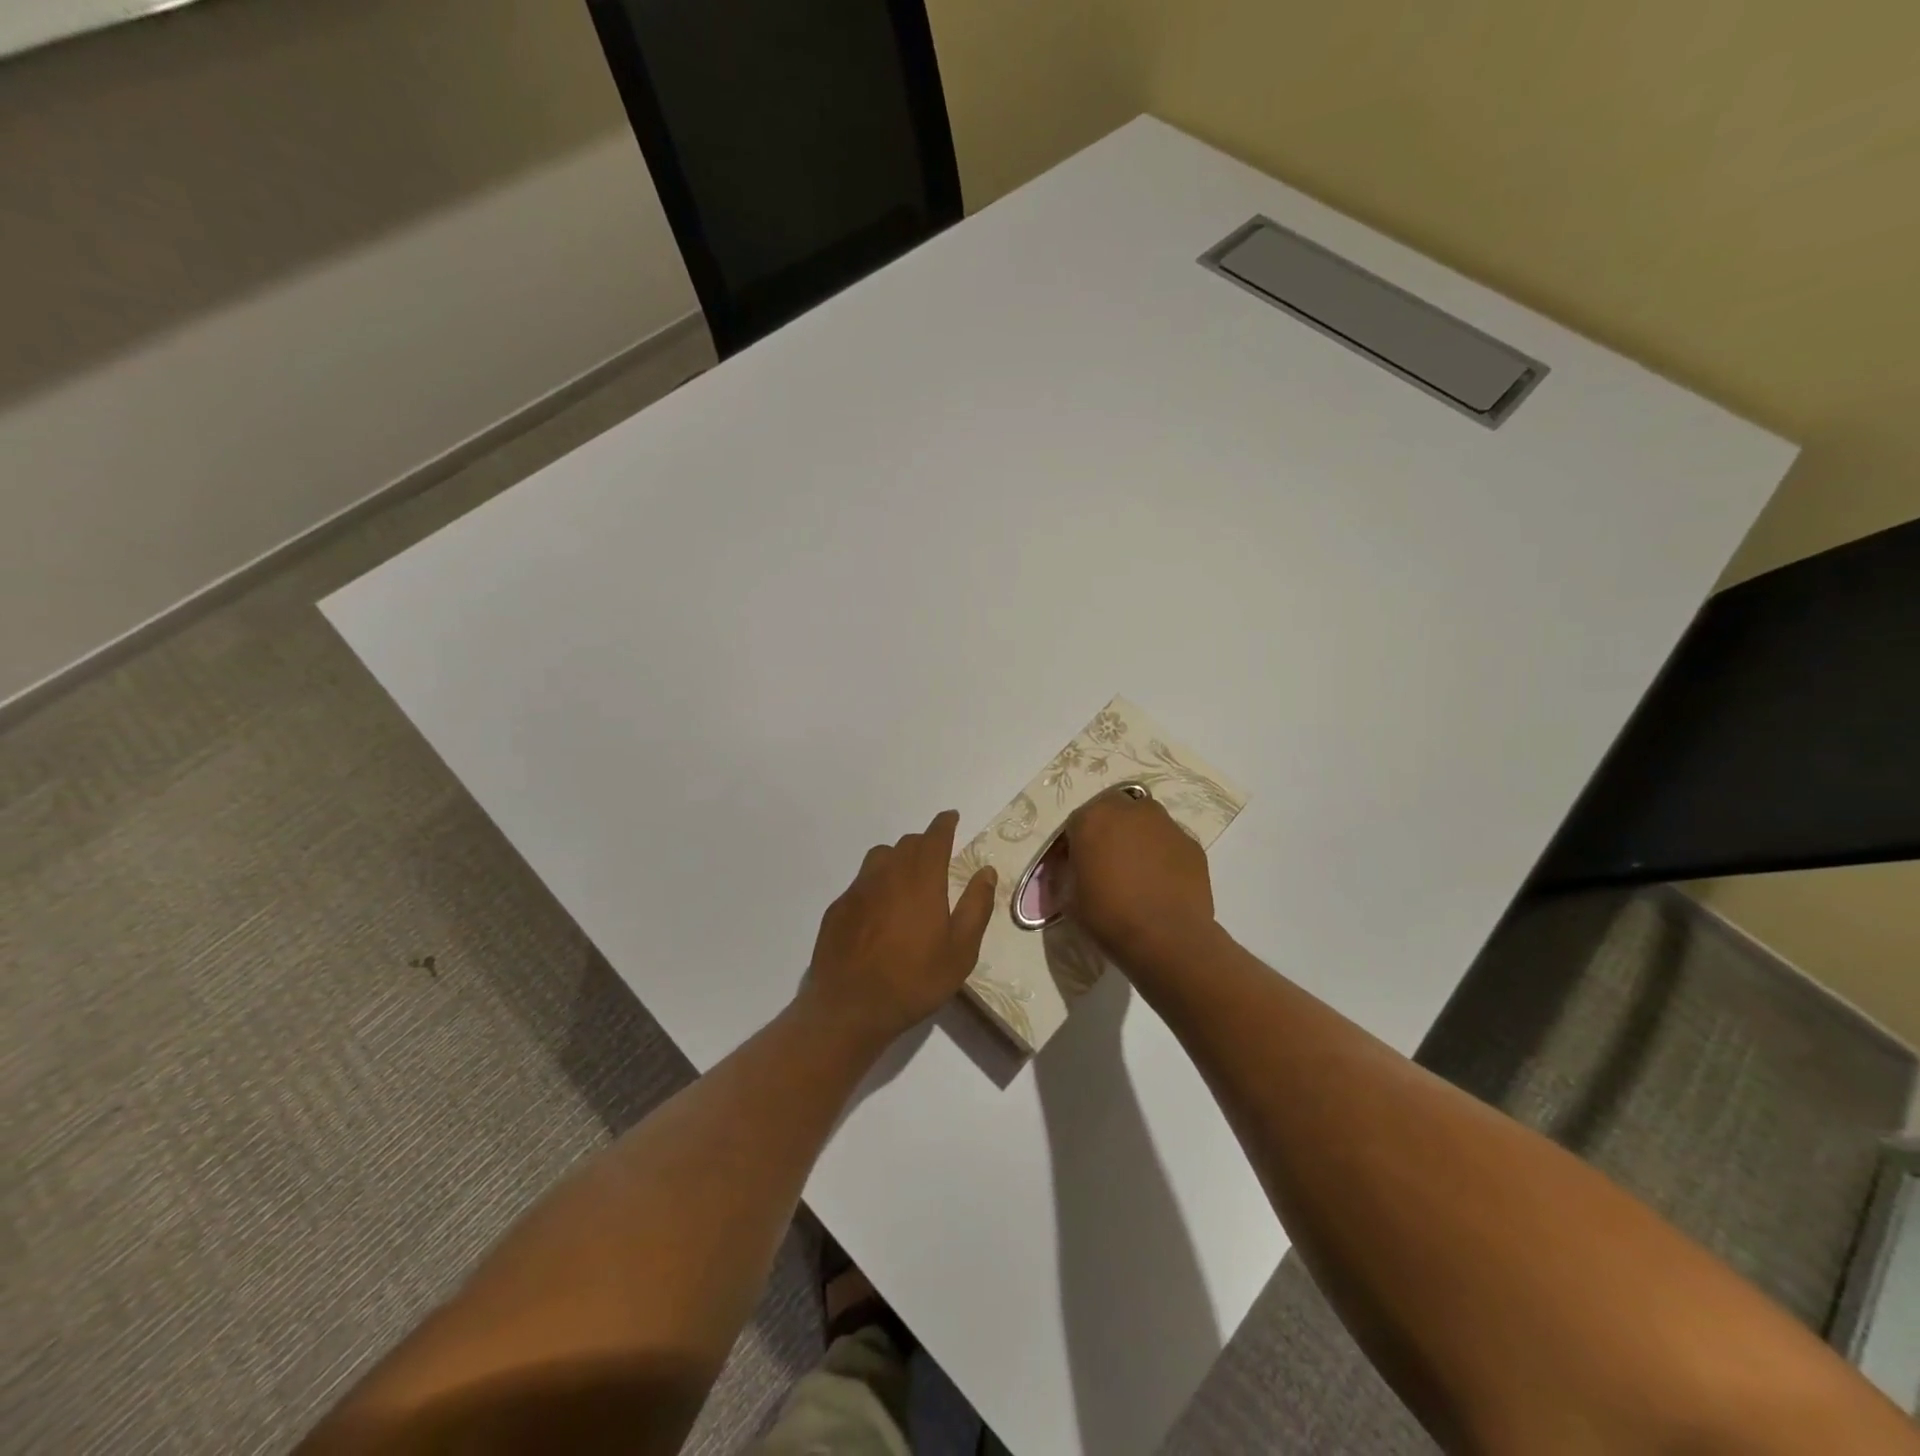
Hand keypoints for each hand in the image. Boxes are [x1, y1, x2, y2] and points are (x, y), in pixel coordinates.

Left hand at [801, 810, 997, 1048]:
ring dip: (897, 858)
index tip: (951, 817)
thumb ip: (976, 906)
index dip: (944, 824)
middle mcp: (887, 875)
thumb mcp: (960, 951)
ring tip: (907, 879)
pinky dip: (875, 883)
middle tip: (936, 856)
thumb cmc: (914, 980)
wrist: (850, 1007)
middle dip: (924, 843)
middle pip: (907, 844)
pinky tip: (878, 910)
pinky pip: (860, 882)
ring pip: (880, 857)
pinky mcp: (837, 908)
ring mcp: (858, 890)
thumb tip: (986, 871)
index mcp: (921, 880)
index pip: (934, 838)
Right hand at [1064, 787, 1215, 969]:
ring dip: (1136, 838)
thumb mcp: (1069, 897)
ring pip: (1144, 823)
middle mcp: (1130, 810)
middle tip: (1106, 863)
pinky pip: (1168, 843)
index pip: (1075, 824)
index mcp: (1093, 818)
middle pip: (1113, 813)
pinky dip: (1162, 855)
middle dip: (1107, 832)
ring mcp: (1165, 824)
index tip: (1072, 869)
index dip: (1072, 847)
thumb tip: (1070, 870)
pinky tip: (1160, 882)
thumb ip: (1066, 873)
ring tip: (1136, 872)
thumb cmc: (1108, 915)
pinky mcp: (1191, 843)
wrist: (1166, 937)